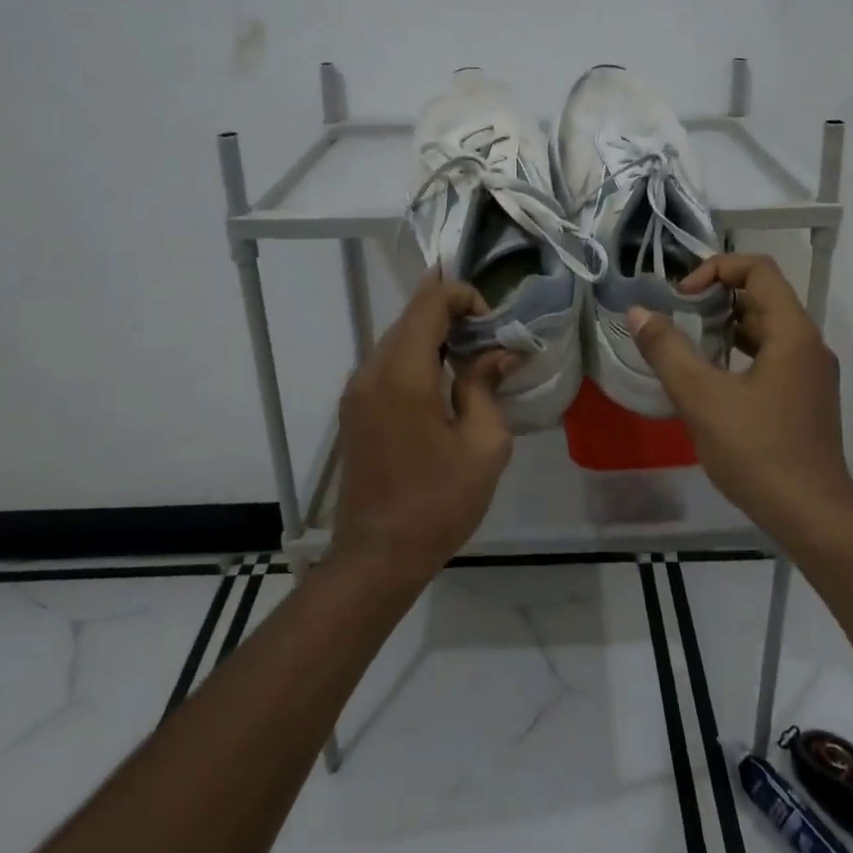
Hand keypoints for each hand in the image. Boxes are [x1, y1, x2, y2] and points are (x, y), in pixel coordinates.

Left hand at [330, 272, 516, 589]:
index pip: (429, 303)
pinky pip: (386, 363)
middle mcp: (371, 371)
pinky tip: (443, 378)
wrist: (377, 557)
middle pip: (410, 316)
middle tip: (490, 333)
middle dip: (451, 312)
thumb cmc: (438, 503)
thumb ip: (488, 386)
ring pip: (396, 337)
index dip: (463, 295)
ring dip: (433, 334)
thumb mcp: (484, 445)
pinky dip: (416, 355)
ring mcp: (356, 390)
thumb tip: (498, 353)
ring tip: (472, 353)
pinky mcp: (353, 409)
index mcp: (404, 374)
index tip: (493, 322)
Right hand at [627, 254, 852, 540]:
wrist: (812, 517)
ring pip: (766, 330)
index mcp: (792, 333)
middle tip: (678, 319)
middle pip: (763, 297)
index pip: (759, 270)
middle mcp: (808, 345)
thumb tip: (638, 312)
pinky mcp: (806, 399)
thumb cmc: (757, 451)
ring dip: (726, 327)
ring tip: (687, 346)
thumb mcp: (701, 398)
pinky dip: (739, 354)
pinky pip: (771, 357)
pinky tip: (710, 381)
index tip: (682, 297)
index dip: (716, 269)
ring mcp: (811, 374)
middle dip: (716, 298)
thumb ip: (666, 350)